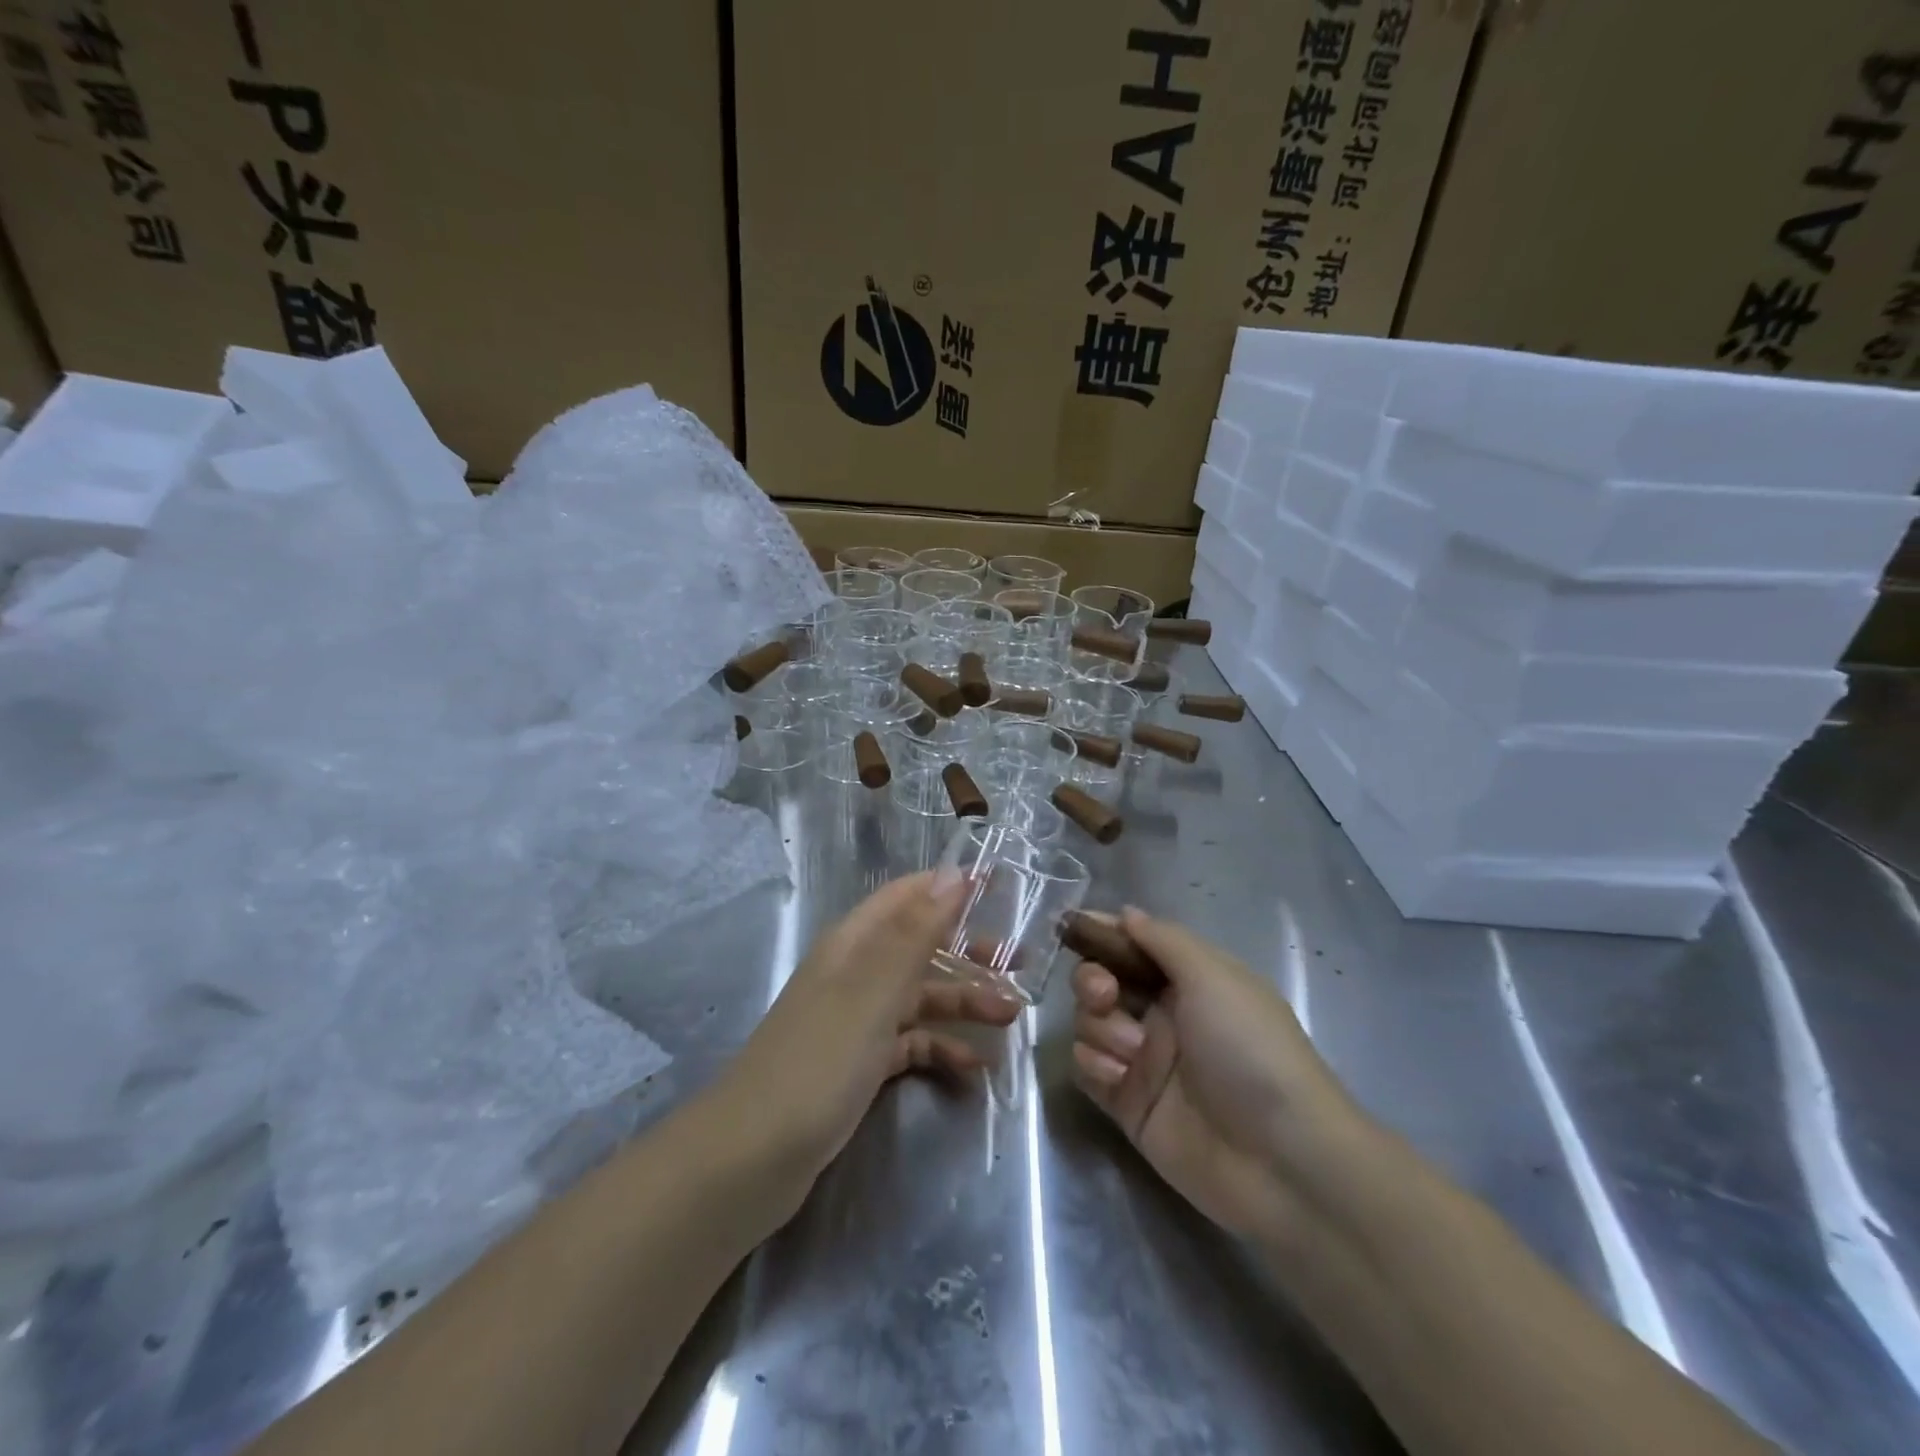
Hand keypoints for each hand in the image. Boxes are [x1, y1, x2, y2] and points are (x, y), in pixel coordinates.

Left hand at [722, 872, 1022, 1181]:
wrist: (752, 1157)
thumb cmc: (819, 1060)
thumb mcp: (873, 991)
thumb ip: (915, 932)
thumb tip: (952, 873)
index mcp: (854, 943)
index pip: (907, 896)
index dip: (948, 886)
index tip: (998, 885)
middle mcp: (857, 973)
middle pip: (921, 947)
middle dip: (969, 951)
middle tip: (1019, 963)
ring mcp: (857, 1020)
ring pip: (920, 997)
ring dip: (964, 1003)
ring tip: (1011, 1018)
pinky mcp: (860, 1063)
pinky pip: (911, 1044)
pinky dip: (942, 1049)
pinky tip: (974, 1068)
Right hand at [1070, 908, 1367, 1247]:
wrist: (1278, 1157)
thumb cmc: (1250, 1048)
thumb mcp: (1214, 976)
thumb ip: (1163, 939)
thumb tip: (1126, 913)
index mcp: (1188, 980)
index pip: (1134, 944)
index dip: (1103, 933)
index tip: (1073, 926)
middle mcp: (1163, 1014)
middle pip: (1101, 980)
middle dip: (1092, 981)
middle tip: (1105, 995)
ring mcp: (1144, 1060)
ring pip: (1089, 1022)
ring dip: (1100, 1028)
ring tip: (1134, 1052)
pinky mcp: (1127, 1103)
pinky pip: (1087, 1067)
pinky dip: (1095, 1064)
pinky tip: (1119, 1078)